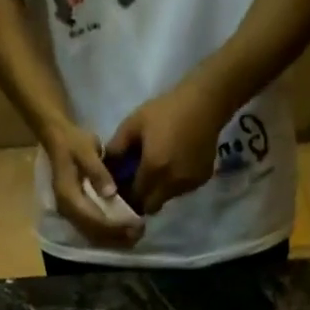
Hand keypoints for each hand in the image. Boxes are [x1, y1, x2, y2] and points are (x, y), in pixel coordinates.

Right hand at [41, 120, 139, 248]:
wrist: (57, 140)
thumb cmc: (73, 142)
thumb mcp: (86, 149)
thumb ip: (97, 171)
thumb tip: (111, 193)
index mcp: (68, 196)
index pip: (93, 219)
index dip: (115, 226)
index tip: (135, 225)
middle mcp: (67, 211)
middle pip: (93, 233)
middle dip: (117, 237)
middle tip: (140, 233)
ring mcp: (70, 215)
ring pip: (93, 236)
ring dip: (114, 239)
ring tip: (135, 235)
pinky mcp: (75, 215)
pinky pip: (92, 232)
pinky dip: (108, 235)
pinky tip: (124, 232)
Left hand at [105, 78, 230, 215]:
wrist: (205, 103)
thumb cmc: (166, 110)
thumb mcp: (134, 123)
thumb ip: (117, 147)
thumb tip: (104, 166)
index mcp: (153, 169)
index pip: (135, 198)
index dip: (127, 198)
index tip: (124, 190)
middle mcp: (172, 183)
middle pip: (151, 206)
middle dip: (143, 200)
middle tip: (139, 184)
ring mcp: (189, 184)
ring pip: (167, 199)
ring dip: (160, 192)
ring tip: (159, 171)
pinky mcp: (202, 180)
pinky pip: (182, 190)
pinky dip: (176, 184)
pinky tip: (176, 165)